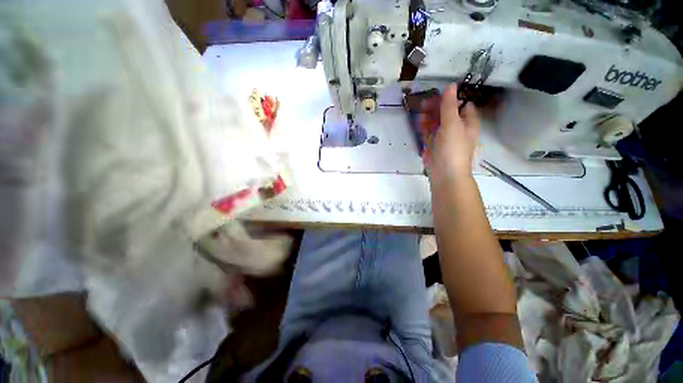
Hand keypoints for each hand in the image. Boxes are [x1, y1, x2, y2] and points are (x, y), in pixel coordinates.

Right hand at [419, 84, 479, 181]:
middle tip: (424, 103)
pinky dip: (425, 128)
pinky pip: (429, 134)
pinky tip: (419, 123)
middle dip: (436, 108)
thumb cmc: (452, 149)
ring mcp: (444, 139)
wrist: (445, 175)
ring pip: (437, 124)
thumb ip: (449, 106)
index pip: (463, 106)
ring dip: (429, 117)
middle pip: (447, 114)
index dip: (452, 99)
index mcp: (468, 123)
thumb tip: (450, 86)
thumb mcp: (452, 124)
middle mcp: (457, 130)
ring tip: (419, 110)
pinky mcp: (434, 147)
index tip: (438, 95)